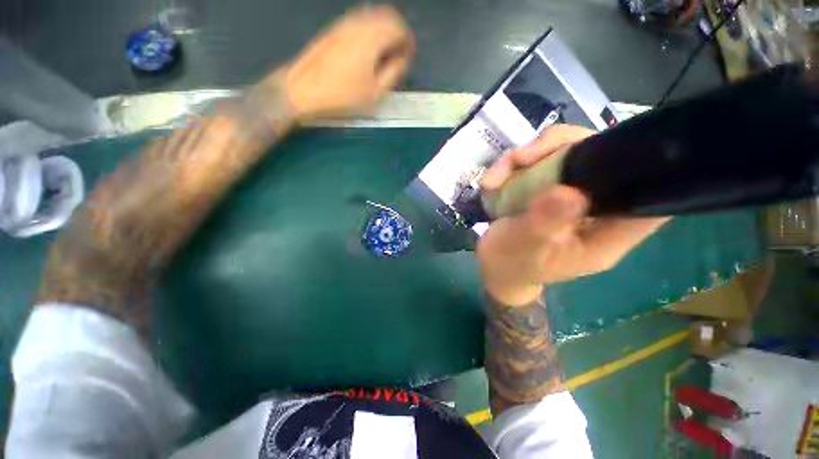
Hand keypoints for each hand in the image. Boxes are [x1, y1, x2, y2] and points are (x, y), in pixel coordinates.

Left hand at [263, 5, 414, 121]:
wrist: (304, 89)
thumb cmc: (342, 96)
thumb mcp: (374, 93)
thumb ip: (393, 72)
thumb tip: (403, 58)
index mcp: (371, 39)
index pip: (398, 27)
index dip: (408, 40)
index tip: (408, 56)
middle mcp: (359, 24)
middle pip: (387, 14)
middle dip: (398, 30)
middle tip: (400, 51)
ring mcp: (344, 23)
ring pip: (372, 14)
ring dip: (384, 27)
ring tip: (386, 50)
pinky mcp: (334, 28)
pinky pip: (359, 19)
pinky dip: (370, 27)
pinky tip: (369, 46)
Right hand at [477, 124, 669, 305]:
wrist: (494, 266)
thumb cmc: (512, 264)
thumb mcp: (526, 248)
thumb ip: (545, 224)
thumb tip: (570, 192)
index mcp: (606, 235)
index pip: (649, 200)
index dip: (645, 169)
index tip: (614, 147)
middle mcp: (595, 209)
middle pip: (602, 160)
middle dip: (560, 149)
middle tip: (522, 158)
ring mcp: (571, 195)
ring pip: (567, 153)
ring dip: (528, 156)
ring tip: (494, 178)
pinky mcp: (549, 188)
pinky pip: (540, 161)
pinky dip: (513, 166)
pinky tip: (492, 181)